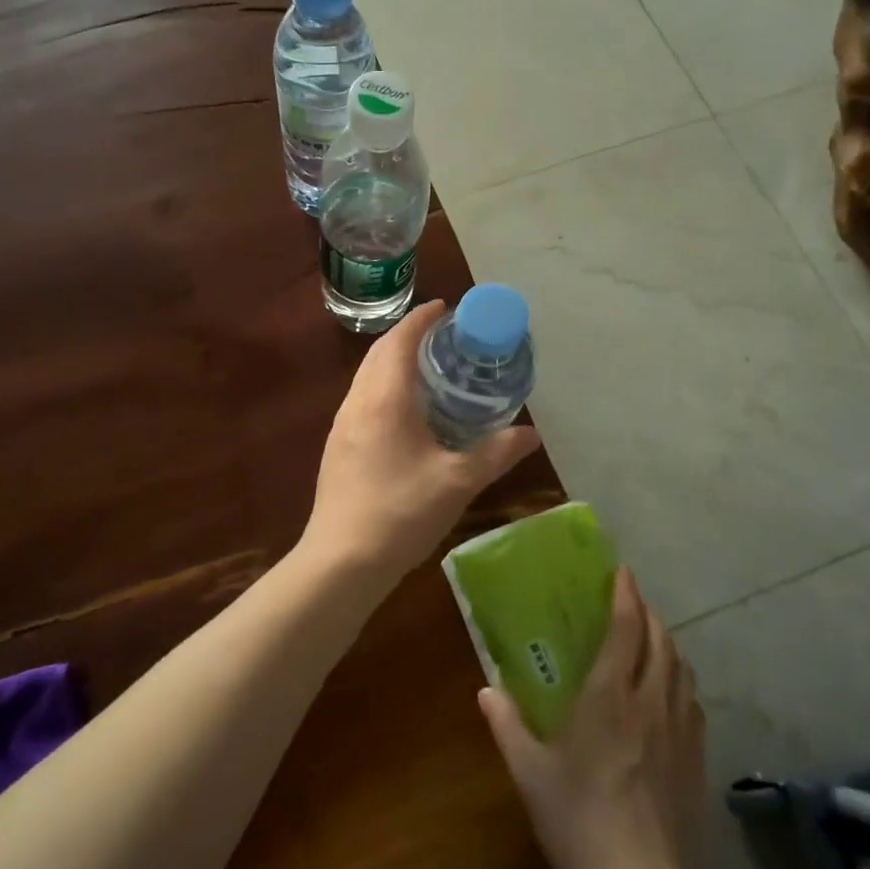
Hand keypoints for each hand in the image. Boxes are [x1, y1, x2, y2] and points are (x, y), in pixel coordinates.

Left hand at [304, 300, 540, 580]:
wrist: (341, 561)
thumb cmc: (401, 513)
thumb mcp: (458, 481)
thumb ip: (496, 453)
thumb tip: (532, 434)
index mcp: (384, 398)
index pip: (399, 340)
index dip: (421, 319)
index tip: (445, 308)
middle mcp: (357, 402)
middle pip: (379, 353)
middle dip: (408, 336)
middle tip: (444, 337)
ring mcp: (342, 425)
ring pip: (367, 377)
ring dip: (394, 362)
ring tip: (429, 369)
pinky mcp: (337, 447)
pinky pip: (363, 399)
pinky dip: (385, 387)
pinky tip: (406, 412)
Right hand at [479, 568, 705, 868]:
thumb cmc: (581, 823)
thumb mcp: (531, 774)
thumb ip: (507, 725)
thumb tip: (485, 689)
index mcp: (610, 697)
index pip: (626, 630)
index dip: (626, 595)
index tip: (621, 571)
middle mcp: (650, 702)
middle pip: (660, 640)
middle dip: (647, 611)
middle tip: (630, 599)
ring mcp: (680, 731)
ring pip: (682, 667)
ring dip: (667, 641)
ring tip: (650, 635)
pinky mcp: (696, 758)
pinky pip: (692, 699)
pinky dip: (680, 678)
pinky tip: (669, 691)